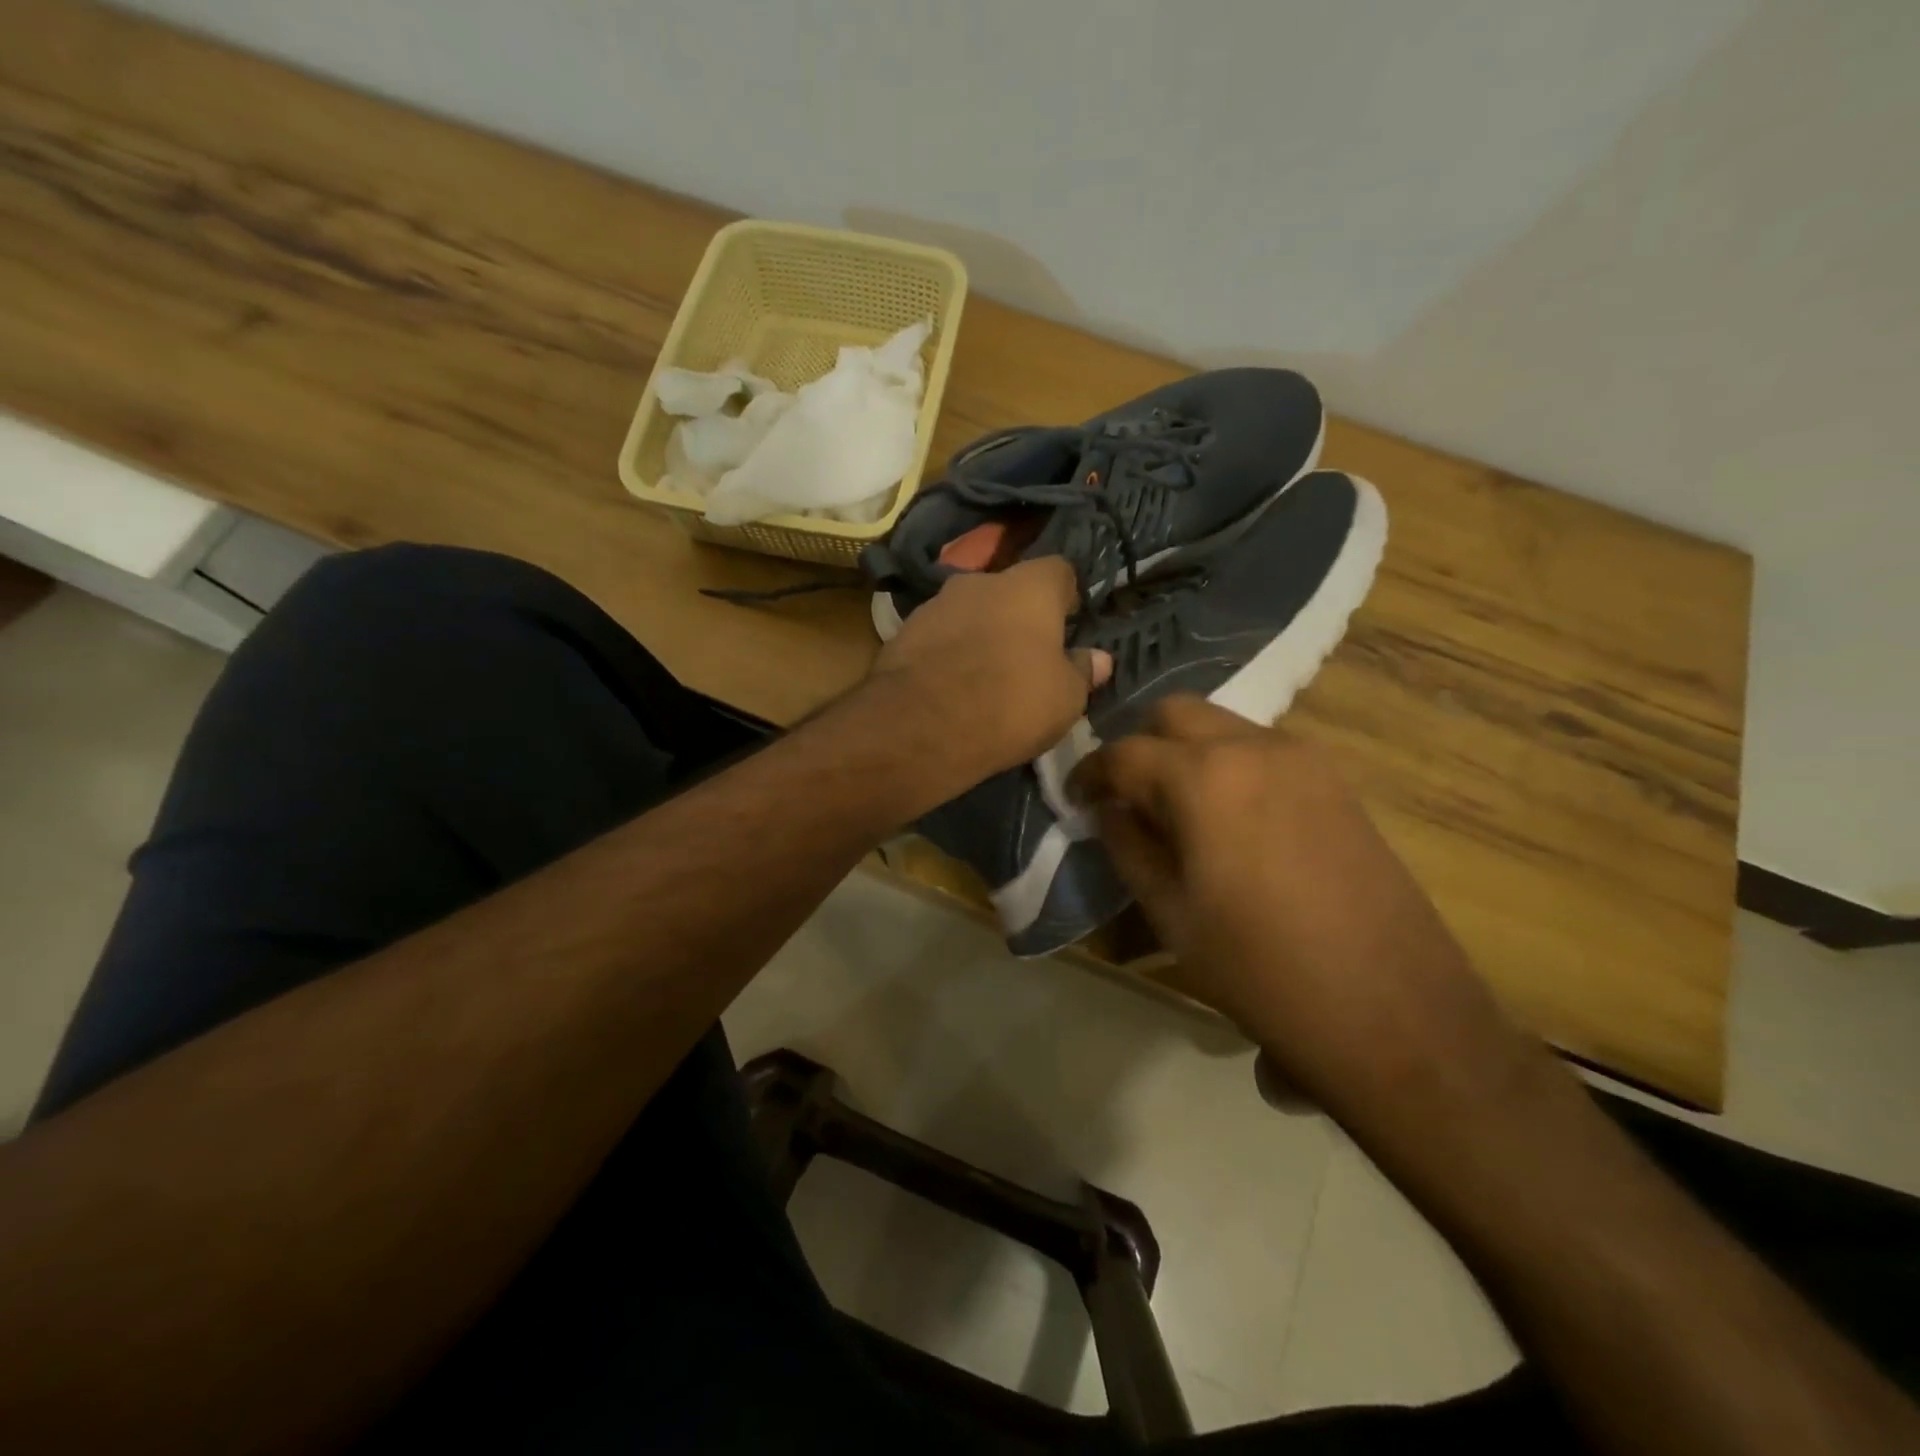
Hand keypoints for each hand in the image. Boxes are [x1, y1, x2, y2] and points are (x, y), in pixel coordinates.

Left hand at [868, 557, 1110, 787]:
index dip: (1067, 596)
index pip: (1060, 570)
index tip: (1069, 625)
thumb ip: (1083, 672)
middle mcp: (980, 581)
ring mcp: (935, 603)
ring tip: (985, 675)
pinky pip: (938, 636)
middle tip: (1027, 655)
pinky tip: (950, 685)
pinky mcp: (902, 632)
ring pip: (970, 611)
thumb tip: (1098, 659)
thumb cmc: (1011, 703)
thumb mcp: (1065, 699)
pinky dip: (948, 652)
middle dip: (1019, 616)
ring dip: (980, 633)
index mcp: (1029, 587)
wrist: (920, 726)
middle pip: (1009, 590)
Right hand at [1070, 697, 1521, 1125]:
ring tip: (1175, 809)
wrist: (1392, 1012)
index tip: (1075, 798)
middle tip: (1126, 795)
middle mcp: (1253, 747)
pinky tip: (1228, 819)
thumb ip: (1129, 848)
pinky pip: (1263, 750)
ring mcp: (1304, 759)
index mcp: (1203, 777)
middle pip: (1176, 714)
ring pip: (1223, 727)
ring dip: (1186, 752)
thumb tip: (1110, 811)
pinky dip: (1229, 765)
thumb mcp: (1172, 915)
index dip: (1090, 773)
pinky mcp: (1336, 782)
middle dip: (1139, 746)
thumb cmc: (1261, 970)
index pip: (1124, 752)